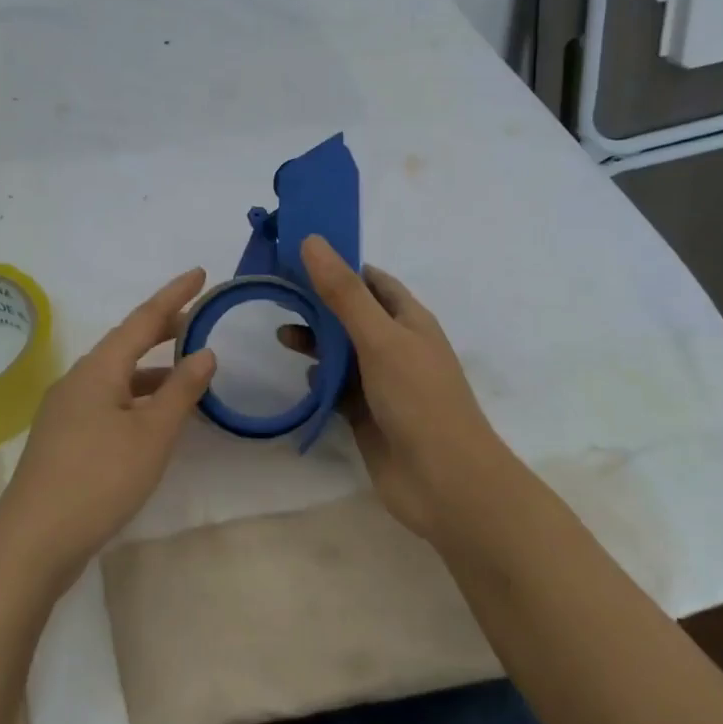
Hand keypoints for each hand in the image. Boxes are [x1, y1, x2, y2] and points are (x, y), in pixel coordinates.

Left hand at [0, 268, 216, 581]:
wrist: (33, 540)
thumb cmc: (99, 479)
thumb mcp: (151, 435)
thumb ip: (180, 391)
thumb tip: (205, 352)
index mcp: (98, 369)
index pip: (142, 319)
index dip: (174, 295)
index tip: (200, 273)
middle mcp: (78, 380)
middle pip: (125, 344)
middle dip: (162, 330)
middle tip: (198, 322)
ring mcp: (65, 410)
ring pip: (116, 376)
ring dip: (151, 370)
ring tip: (186, 374)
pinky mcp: (63, 439)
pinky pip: (107, 402)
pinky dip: (136, 398)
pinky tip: (152, 420)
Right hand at [282, 237, 516, 539]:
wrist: (445, 482)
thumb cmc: (419, 400)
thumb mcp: (379, 338)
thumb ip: (344, 293)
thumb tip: (313, 241)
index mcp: (409, 320)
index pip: (372, 281)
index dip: (339, 265)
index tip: (297, 256)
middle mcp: (396, 346)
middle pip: (352, 314)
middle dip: (319, 303)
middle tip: (278, 294)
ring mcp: (383, 383)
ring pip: (342, 352)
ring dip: (316, 341)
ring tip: (281, 336)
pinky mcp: (368, 414)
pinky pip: (339, 388)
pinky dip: (321, 380)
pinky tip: (304, 378)